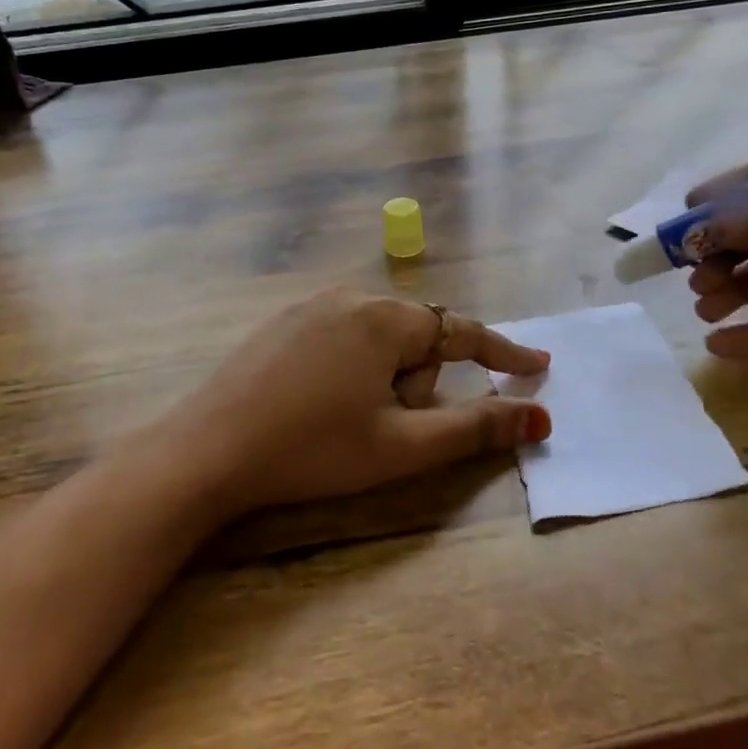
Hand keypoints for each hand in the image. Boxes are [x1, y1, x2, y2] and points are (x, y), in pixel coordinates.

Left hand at [170, 288, 550, 515]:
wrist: (207, 450)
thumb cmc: (314, 449)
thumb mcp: (402, 446)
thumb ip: (475, 428)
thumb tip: (540, 418)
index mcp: (386, 319)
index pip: (463, 332)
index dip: (504, 352)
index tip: (538, 366)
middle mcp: (351, 298)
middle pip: (416, 338)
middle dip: (419, 382)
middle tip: (387, 428)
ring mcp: (311, 306)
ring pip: (378, 339)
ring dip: (385, 378)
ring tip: (348, 421)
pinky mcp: (282, 323)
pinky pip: (342, 337)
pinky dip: (352, 369)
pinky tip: (319, 404)